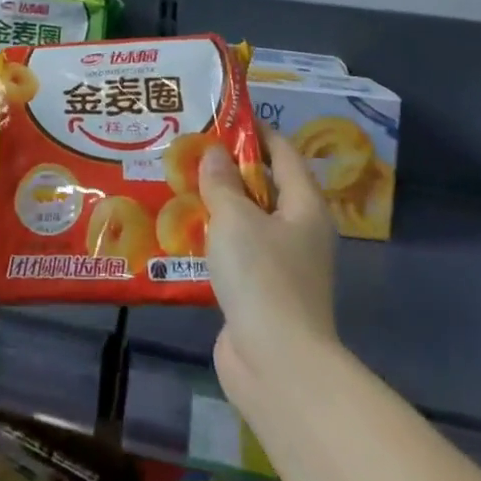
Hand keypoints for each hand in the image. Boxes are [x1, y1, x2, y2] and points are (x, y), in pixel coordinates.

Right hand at [199, 131, 341, 415]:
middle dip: (228, 167)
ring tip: (176, 183)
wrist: (278, 365)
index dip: (255, 131)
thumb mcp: (235, 217)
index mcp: (304, 206)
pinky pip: (235, 251)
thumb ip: (221, 181)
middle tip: (188, 148)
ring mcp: (281, 264)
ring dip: (216, 204)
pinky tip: (179, 231)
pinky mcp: (260, 291)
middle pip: (264, 186)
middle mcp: (298, 231)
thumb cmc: (262, 277)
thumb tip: (215, 152)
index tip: (220, 115)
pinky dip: (213, 237)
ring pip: (247, 220)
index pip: (283, 152)